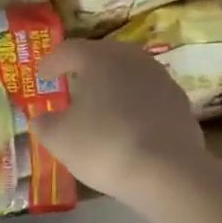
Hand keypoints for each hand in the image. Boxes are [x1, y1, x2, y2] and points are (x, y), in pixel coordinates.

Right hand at [32, 39, 210, 204]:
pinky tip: (127, 123)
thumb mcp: (60, 139)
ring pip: (129, 73)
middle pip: (102, 55)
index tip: (41, 75)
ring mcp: (160, 79)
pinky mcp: (180, 103)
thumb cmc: (105, 145)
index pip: (69, 50)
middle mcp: (132, 59)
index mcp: (99, 58)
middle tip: (71, 83)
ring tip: (100, 103)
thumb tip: (41, 119)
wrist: (169, 172)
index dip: (52, 62)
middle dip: (85, 68)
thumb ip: (45, 124)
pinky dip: (134, 103)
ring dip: (112, 84)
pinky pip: (148, 95)